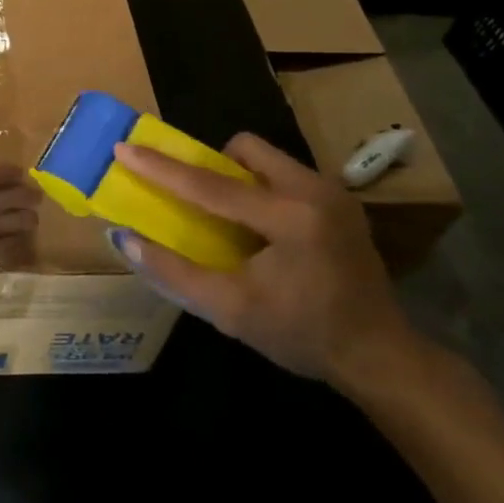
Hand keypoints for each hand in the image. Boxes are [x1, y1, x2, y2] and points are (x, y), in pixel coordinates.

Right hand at [109, 133, 413, 386]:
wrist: (379, 355)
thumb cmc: (301, 335)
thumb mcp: (231, 311)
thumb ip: (175, 272)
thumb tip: (126, 240)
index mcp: (289, 218)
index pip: (210, 185)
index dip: (161, 167)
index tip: (124, 147)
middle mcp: (314, 191)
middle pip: (246, 149)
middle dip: (214, 164)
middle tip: (200, 200)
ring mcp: (333, 192)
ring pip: (268, 158)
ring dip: (240, 177)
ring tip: (232, 218)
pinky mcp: (342, 201)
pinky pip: (287, 174)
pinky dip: (263, 189)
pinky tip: (264, 230)